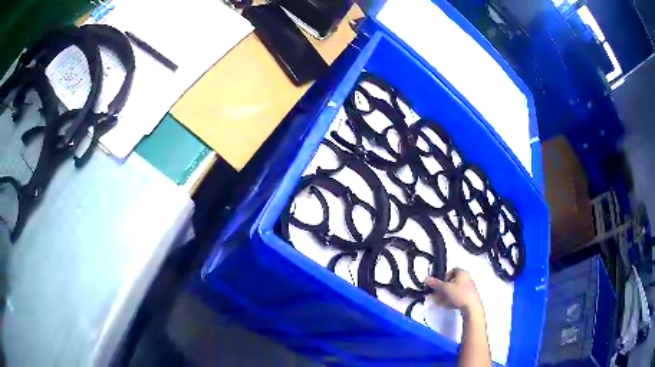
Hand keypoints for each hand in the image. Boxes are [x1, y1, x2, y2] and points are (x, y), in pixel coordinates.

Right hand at [425, 268, 482, 316]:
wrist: (472, 308)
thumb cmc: (459, 294)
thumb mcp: (445, 288)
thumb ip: (435, 284)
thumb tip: (426, 279)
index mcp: (463, 273)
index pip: (452, 270)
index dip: (444, 276)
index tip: (440, 284)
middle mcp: (467, 279)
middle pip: (452, 282)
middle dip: (443, 289)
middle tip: (437, 295)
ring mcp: (469, 289)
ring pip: (454, 290)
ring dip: (445, 296)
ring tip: (439, 303)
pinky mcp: (469, 298)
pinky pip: (458, 297)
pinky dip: (451, 300)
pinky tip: (447, 306)